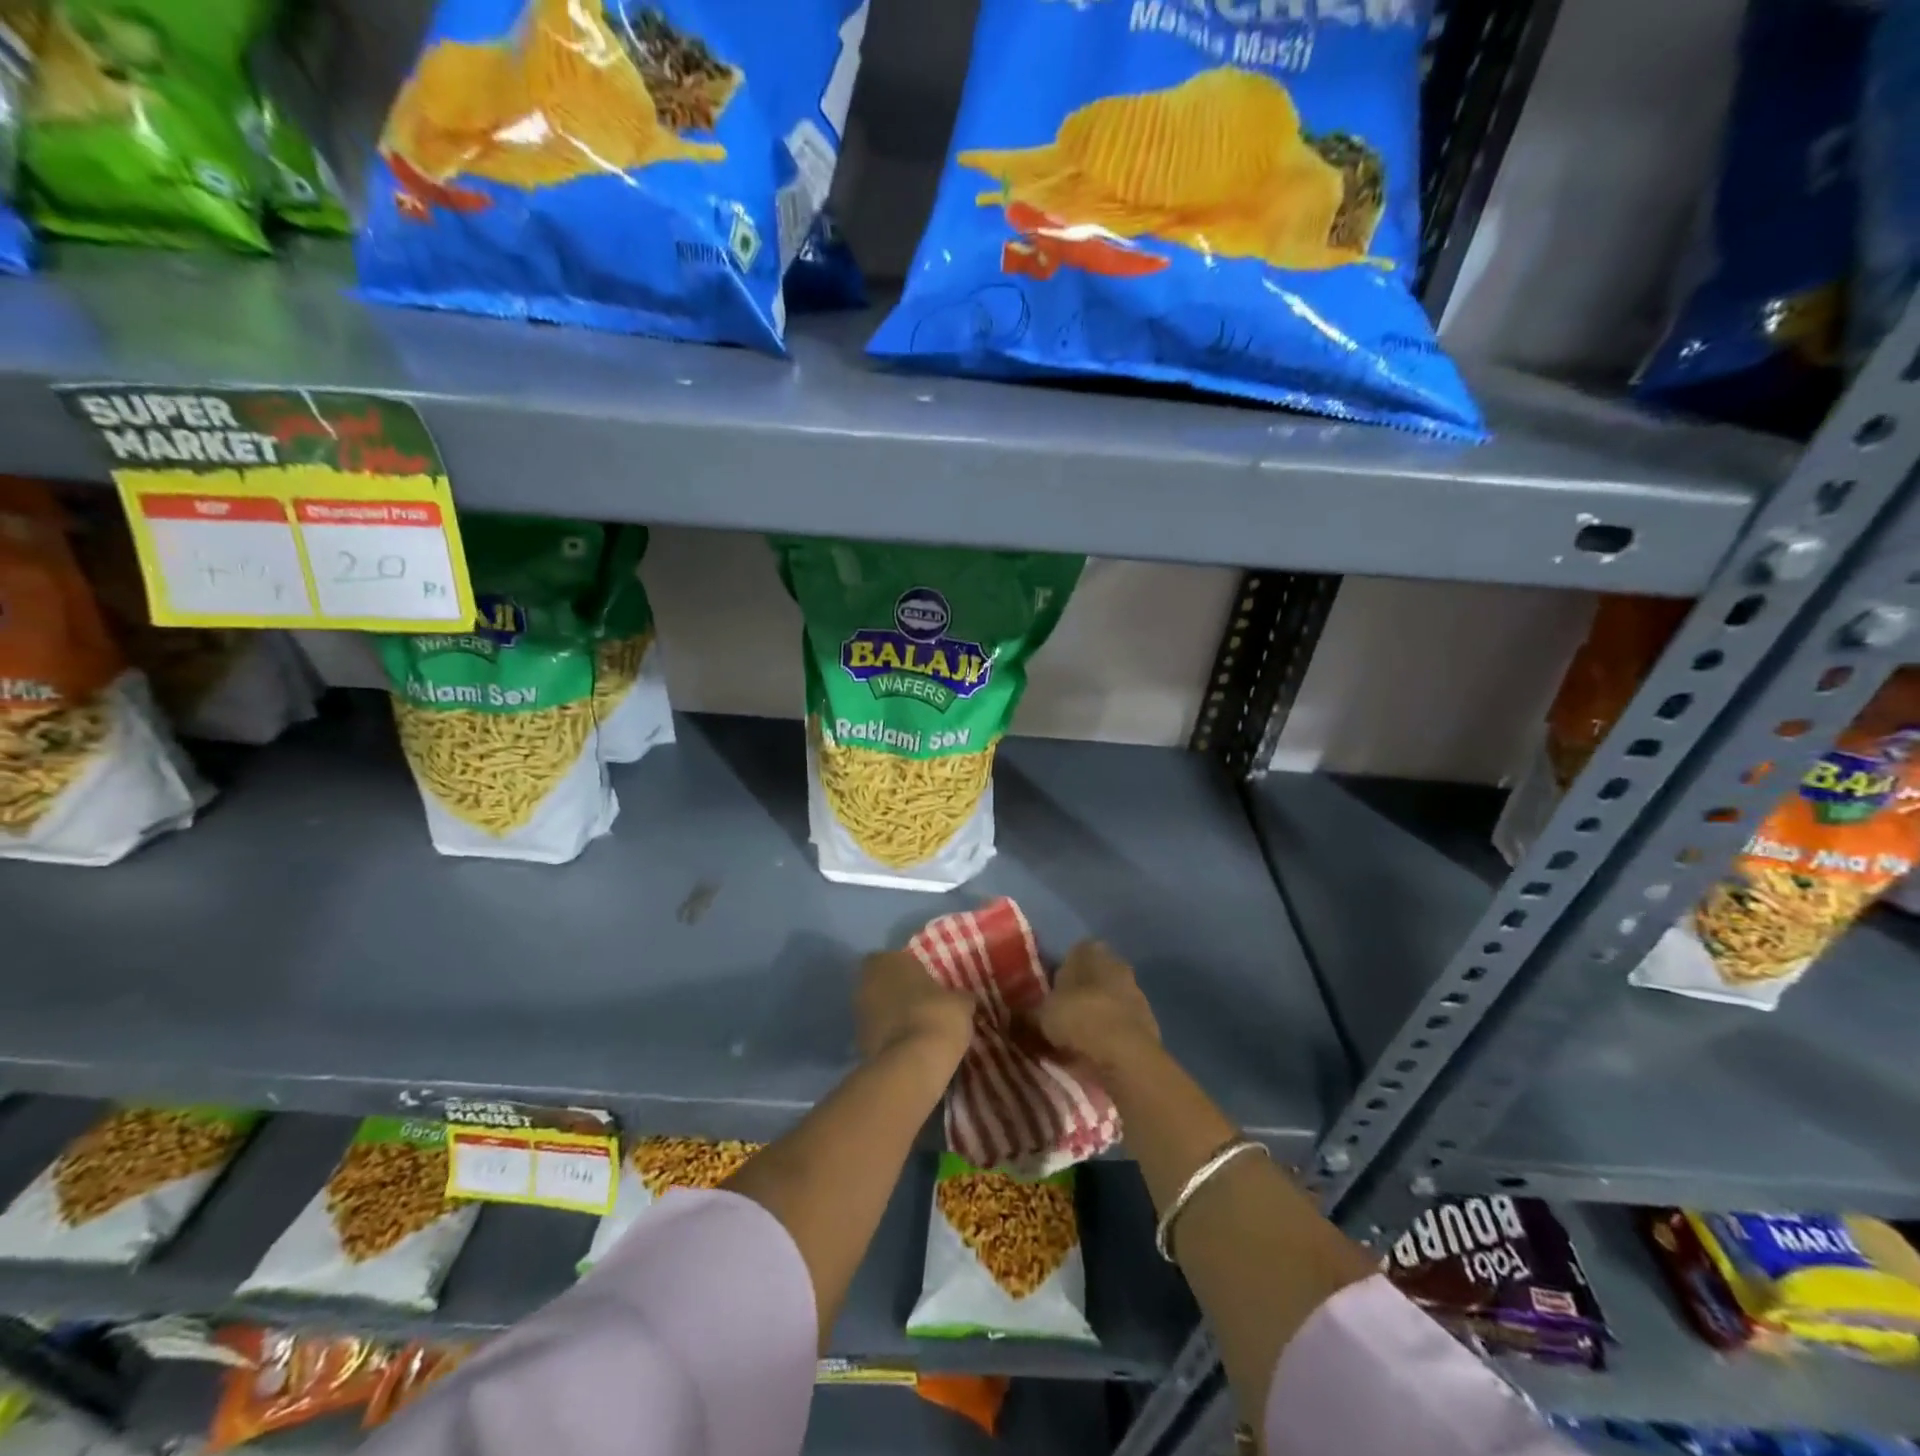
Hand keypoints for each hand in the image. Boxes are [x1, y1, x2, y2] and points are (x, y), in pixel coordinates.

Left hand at [856, 951, 973, 1068]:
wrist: (912, 1064)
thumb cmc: (937, 1016)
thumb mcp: (961, 1003)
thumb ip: (958, 996)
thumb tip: (963, 999)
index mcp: (888, 961)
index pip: (896, 958)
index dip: (910, 971)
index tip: (927, 983)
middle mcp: (866, 982)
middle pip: (882, 983)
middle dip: (898, 993)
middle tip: (923, 1005)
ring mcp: (858, 1013)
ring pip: (877, 1009)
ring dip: (892, 1016)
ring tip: (918, 1029)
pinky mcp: (857, 1043)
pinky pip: (877, 1033)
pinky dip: (889, 1038)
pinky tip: (910, 1048)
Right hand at [1027, 940, 1159, 1073]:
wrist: (1126, 1055)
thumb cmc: (1078, 1019)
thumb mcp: (1039, 1018)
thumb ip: (1024, 1016)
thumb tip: (1007, 1017)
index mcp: (1089, 952)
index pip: (1072, 953)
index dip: (1059, 973)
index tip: (1048, 993)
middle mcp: (1116, 964)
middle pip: (1092, 977)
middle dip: (1079, 994)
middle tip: (1059, 1016)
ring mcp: (1136, 992)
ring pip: (1108, 1000)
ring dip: (1096, 1015)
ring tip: (1077, 1040)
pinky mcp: (1149, 1021)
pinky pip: (1121, 1024)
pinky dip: (1110, 1035)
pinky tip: (1096, 1053)